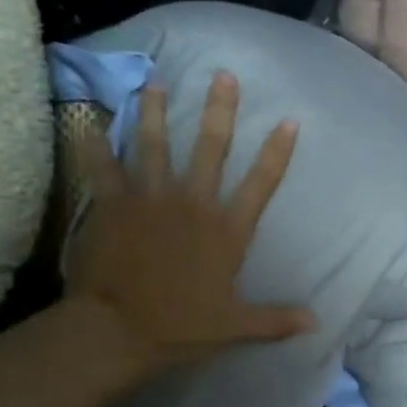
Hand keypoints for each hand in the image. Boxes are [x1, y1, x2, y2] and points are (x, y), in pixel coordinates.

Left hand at [65, 72, 315, 379]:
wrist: (117, 330)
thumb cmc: (181, 327)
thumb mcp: (236, 327)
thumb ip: (277, 320)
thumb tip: (317, 322)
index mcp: (227, 230)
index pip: (261, 183)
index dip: (277, 150)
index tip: (288, 120)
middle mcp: (193, 203)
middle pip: (211, 148)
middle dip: (219, 110)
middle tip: (224, 75)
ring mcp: (151, 199)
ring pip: (155, 145)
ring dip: (157, 112)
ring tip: (157, 82)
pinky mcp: (113, 204)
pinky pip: (103, 166)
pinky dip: (96, 142)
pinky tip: (89, 118)